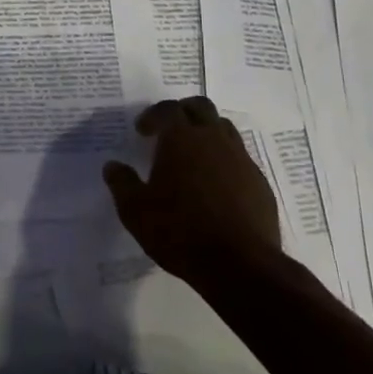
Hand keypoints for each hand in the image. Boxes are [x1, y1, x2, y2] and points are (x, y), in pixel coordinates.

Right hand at [103, 96, 280, 282]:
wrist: (240, 265)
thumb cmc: (180, 231)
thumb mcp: (135, 211)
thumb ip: (122, 183)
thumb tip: (112, 166)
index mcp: (181, 139)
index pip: (167, 109)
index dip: (153, 115)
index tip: (142, 131)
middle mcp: (214, 140)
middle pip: (201, 108)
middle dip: (183, 112)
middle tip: (169, 131)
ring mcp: (241, 160)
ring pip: (225, 129)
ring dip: (207, 133)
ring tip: (194, 156)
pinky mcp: (259, 183)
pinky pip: (240, 159)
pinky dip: (225, 161)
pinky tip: (215, 186)